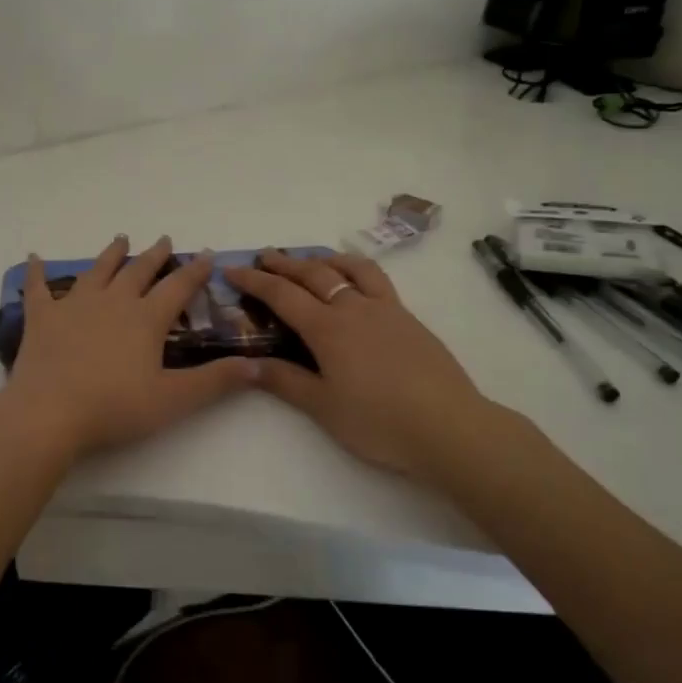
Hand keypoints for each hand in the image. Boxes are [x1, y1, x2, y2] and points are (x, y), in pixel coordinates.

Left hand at [2, 235, 257, 461]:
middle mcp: (113, 302)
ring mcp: (74, 306)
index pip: (177, 287)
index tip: (206, 254)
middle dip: (154, 255)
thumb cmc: (114, 407)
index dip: (194, 271)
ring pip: (97, 271)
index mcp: (145, 319)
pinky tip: (33, 258)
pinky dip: (36, 273)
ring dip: (110, 254)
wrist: (49, 413)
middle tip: (164, 240)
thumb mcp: (173, 399)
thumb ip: (215, 381)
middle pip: (138, 271)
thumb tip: (257, 365)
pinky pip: (38, 288)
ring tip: (120, 239)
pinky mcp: (42, 318)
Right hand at [225, 249, 504, 485]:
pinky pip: (377, 280)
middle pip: (313, 275)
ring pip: (349, 269)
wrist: (448, 426)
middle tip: (264, 256)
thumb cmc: (379, 421)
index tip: (232, 270)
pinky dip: (357, 269)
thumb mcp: (323, 407)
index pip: (282, 295)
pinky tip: (356, 280)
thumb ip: (285, 381)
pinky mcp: (408, 318)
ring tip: (310, 258)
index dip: (254, 281)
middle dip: (284, 263)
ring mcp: (385, 309)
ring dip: (324, 259)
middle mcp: (354, 308)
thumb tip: (247, 364)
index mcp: (328, 329)